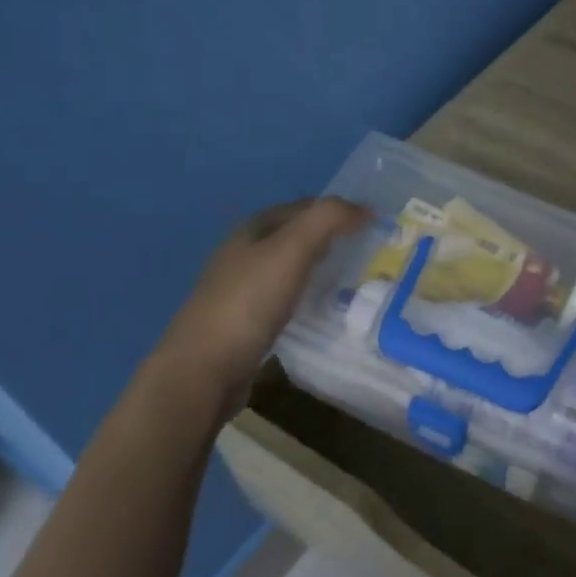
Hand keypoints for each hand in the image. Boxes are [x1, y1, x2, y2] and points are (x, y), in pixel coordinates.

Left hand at [156, 197, 368, 409]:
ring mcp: (240, 292)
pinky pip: (284, 301)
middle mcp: (242, 256)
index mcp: (251, 231)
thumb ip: (327, 221)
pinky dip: (307, 300)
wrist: (205, 368)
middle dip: (328, 241)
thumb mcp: (292, 250)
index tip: (370, 225)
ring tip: (352, 283)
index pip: (300, 208)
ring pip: (289, 271)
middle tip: (367, 254)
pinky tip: (322, 313)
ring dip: (318, 272)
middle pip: (293, 238)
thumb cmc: (249, 302)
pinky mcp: (245, 325)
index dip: (334, 210)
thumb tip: (364, 209)